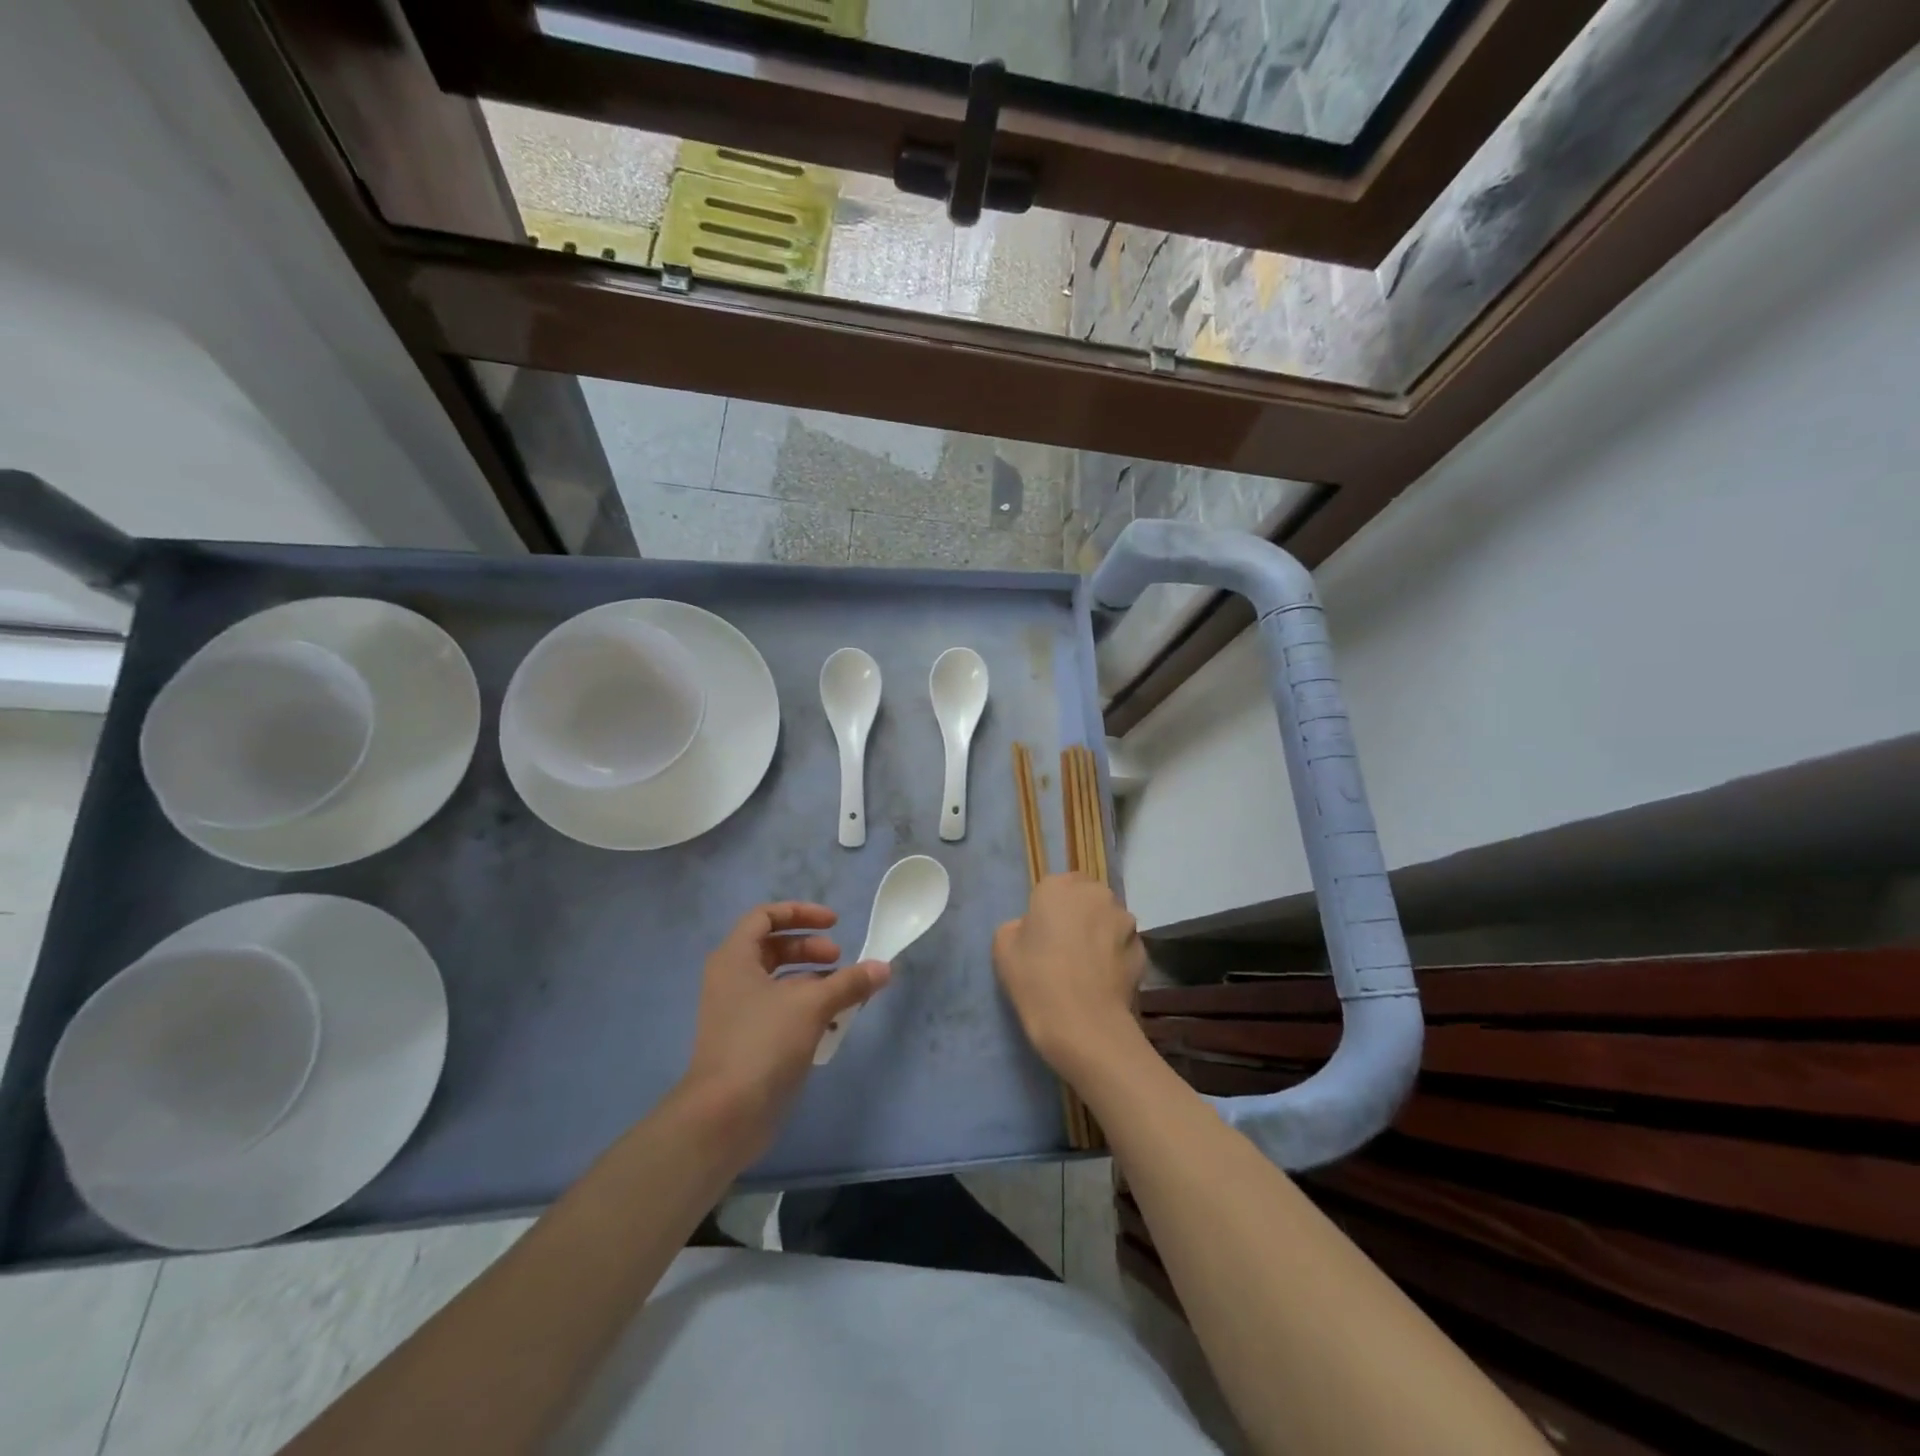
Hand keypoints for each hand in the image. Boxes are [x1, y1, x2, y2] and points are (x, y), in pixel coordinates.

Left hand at [678, 902, 890, 1159]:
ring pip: (779, 982)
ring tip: (844, 993)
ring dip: (813, 981)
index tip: (835, 923)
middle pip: (774, 948)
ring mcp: (737, 1013)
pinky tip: (833, 1025)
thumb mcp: (812, 1005)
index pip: (765, 917)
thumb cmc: (763, 1044)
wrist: (725, 1115)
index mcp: (735, 958)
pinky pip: (780, 1011)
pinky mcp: (747, 1042)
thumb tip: (883, 968)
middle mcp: (731, 979)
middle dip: (810, 948)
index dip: (801, 913)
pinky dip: (806, 1009)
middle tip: (839, 960)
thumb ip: (849, 982)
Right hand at [992, 874, 1146, 1081]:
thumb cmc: (1036, 980)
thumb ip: (1017, 926)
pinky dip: (1115, 955)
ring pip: (1109, 919)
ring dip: (1100, 933)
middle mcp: (1096, 894)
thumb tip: (1031, 928)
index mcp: (1059, 887)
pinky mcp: (1143, 948)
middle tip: (1065, 946)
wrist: (1083, 1024)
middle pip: (1087, 897)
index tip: (1043, 933)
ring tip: (1088, 966)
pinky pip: (1123, 945)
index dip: (1050, 908)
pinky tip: (1103, 981)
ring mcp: (1125, 920)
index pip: (1056, 886)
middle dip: (1079, 914)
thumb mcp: (1003, 949)